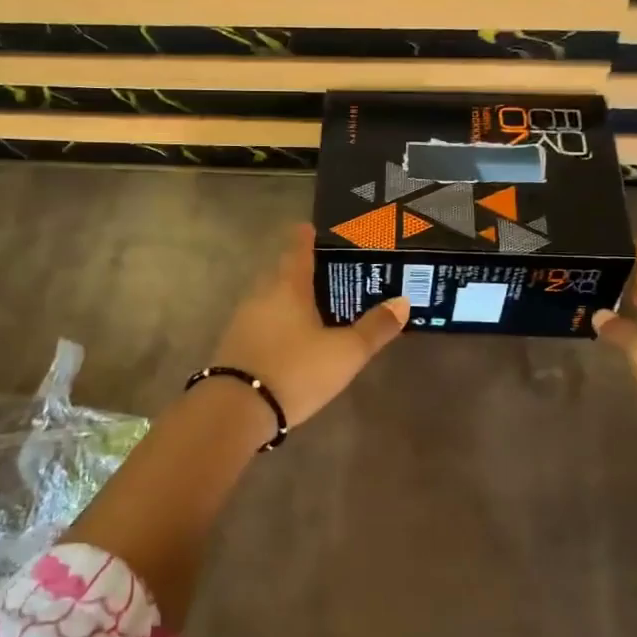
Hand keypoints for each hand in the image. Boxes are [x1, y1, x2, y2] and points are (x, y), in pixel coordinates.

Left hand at [208, 223, 408, 430]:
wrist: (236, 409)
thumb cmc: (295, 370)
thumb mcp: (345, 353)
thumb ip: (375, 328)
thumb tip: (402, 302)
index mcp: (287, 287)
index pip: (297, 250)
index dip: (305, 237)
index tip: (310, 227)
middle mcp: (261, 295)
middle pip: (280, 273)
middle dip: (299, 269)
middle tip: (324, 271)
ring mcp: (243, 320)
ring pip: (269, 298)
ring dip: (287, 298)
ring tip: (312, 306)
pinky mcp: (234, 345)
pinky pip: (260, 322)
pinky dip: (276, 322)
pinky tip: (290, 338)